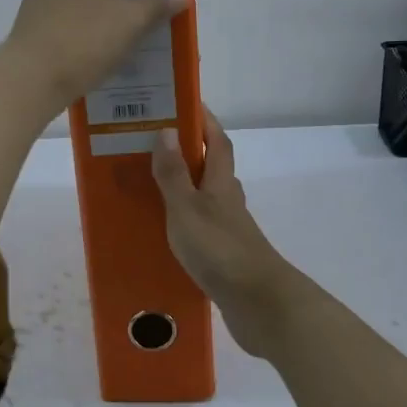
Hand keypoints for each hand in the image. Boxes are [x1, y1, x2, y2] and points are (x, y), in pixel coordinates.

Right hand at [152, 111, 295, 353]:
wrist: (258, 304)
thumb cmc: (219, 249)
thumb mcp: (187, 209)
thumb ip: (174, 174)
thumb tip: (167, 130)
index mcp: (221, 183)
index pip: (217, 140)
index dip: (204, 120)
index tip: (185, 102)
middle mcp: (227, 200)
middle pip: (211, 166)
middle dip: (187, 151)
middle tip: (152, 143)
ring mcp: (228, 229)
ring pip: (204, 196)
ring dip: (183, 185)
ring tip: (148, 184)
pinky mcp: (224, 254)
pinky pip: (199, 225)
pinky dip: (182, 219)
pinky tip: (164, 229)